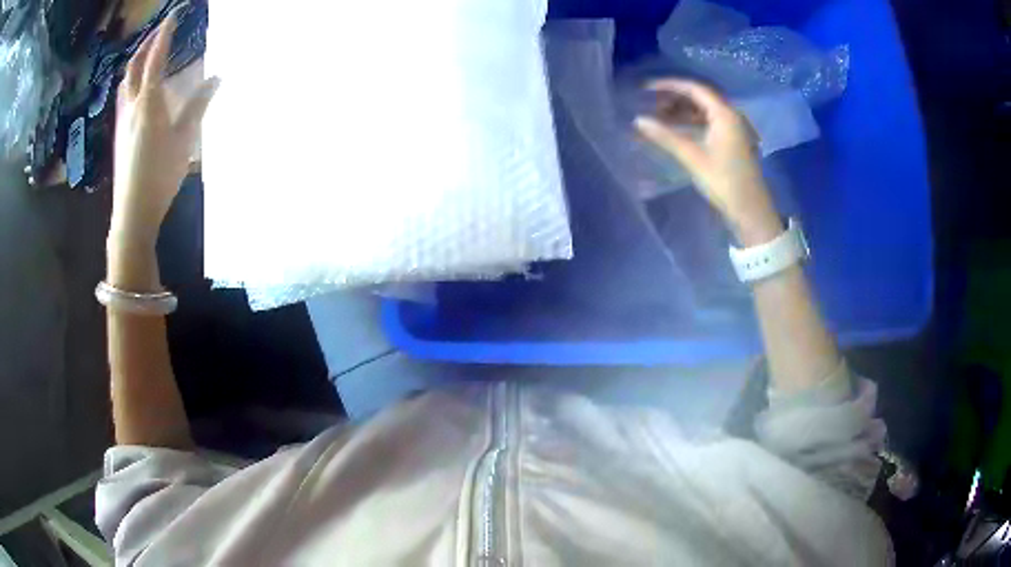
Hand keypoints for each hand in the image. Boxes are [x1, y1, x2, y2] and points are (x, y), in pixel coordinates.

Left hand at [110, 9, 219, 248]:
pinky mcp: (119, 134)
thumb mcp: (185, 139)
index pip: (156, 57)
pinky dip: (132, 81)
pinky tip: (138, 87)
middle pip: (134, 65)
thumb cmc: (160, 175)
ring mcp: (122, 120)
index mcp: (149, 101)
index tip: (174, 14)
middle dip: (146, 42)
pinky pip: (124, 97)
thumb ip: (199, 105)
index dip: (165, 33)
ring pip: (125, 81)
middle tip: (160, 30)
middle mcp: (132, 105)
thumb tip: (218, 77)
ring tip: (148, 54)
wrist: (133, 211)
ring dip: (136, 61)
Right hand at [635, 79, 782, 245]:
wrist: (750, 211)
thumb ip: (665, 136)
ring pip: (703, 111)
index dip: (669, 85)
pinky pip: (708, 123)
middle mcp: (730, 116)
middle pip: (699, 98)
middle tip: (650, 104)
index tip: (646, 88)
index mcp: (725, 114)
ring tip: (658, 117)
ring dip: (681, 111)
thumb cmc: (724, 181)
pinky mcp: (731, 142)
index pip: (694, 89)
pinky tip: (675, 130)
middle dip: (674, 98)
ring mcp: (732, 129)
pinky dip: (690, 123)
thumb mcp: (693, 157)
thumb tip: (638, 121)